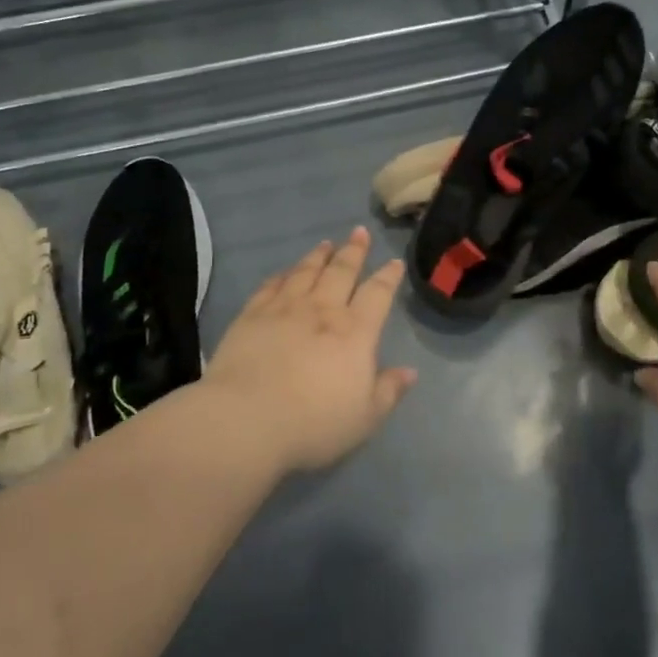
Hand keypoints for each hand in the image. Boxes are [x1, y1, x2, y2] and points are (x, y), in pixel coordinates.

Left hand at [202, 227, 417, 472]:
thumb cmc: (314, 423)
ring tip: (325, 244)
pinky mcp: (252, 315)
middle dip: (353, 251)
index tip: (394, 261)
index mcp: (355, 332)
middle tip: (359, 232)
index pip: (377, 294)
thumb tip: (410, 371)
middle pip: (342, 272)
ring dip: (318, 256)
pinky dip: (282, 275)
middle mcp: (323, 310)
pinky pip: (271, 286)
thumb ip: (388, 391)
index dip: (388, 277)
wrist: (247, 420)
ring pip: (306, 272)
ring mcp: (285, 309)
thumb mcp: (364, 418)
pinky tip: (284, 272)